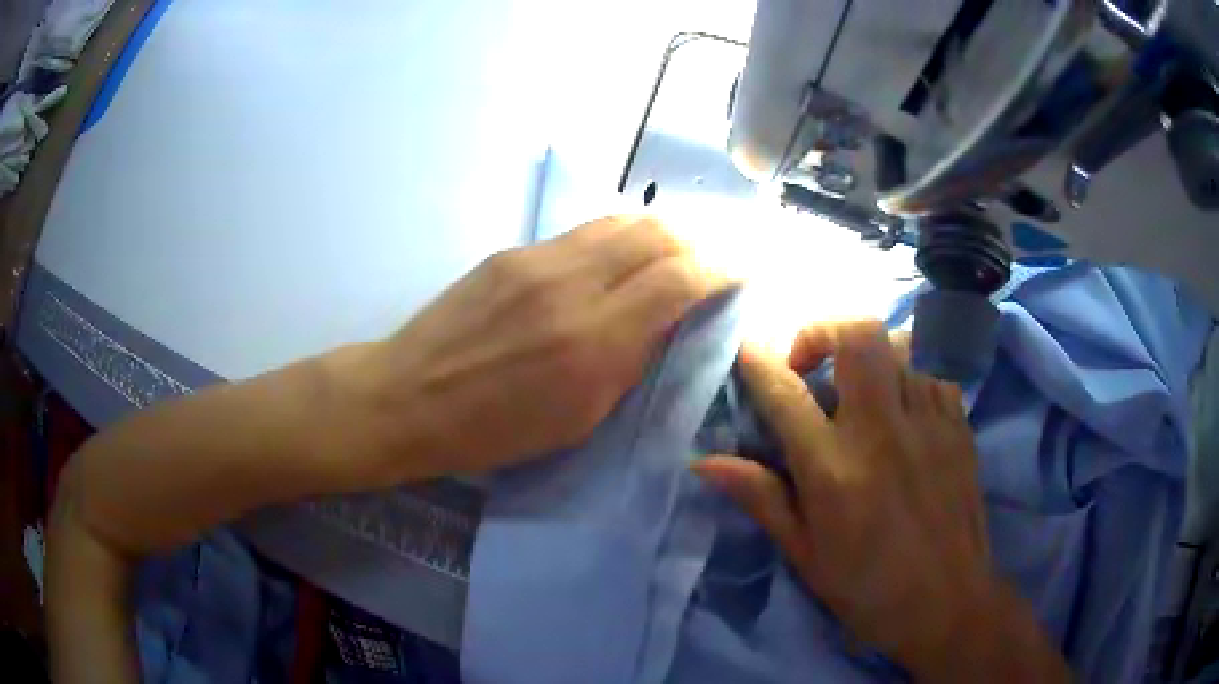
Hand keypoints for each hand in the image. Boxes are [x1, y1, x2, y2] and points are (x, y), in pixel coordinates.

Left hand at [362, 215, 731, 479]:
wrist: (406, 398)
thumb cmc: (491, 432)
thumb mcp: (577, 419)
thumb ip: (628, 362)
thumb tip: (663, 321)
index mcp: (593, 341)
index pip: (679, 279)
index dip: (718, 270)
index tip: (736, 274)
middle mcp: (571, 284)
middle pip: (655, 233)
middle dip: (694, 243)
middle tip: (706, 263)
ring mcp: (536, 259)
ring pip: (619, 221)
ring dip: (656, 234)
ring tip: (668, 256)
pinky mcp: (511, 252)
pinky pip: (581, 234)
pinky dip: (614, 241)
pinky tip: (613, 263)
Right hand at [692, 321, 1068, 681]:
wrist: (947, 601)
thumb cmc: (867, 587)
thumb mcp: (804, 553)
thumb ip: (760, 498)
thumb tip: (704, 462)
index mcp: (834, 470)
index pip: (786, 395)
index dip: (758, 363)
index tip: (747, 352)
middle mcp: (882, 431)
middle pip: (856, 337)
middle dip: (823, 332)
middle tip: (811, 364)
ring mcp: (928, 421)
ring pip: (900, 342)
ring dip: (869, 351)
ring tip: (859, 382)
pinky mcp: (959, 423)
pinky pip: (934, 367)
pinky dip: (910, 369)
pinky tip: (903, 400)